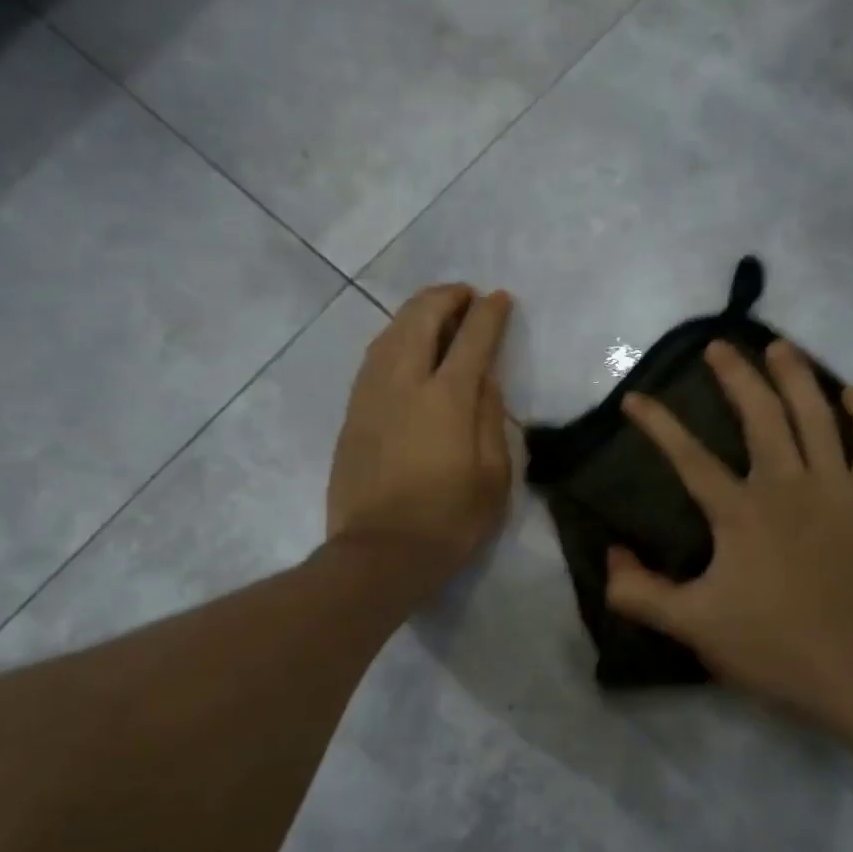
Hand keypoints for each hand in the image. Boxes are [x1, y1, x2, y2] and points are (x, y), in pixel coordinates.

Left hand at [327, 285, 513, 586]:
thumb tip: (485, 379)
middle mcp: (404, 384)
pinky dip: (393, 339)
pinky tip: (404, 346)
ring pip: (389, 333)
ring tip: (436, 312)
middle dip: (446, 297)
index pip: (472, 339)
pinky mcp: (352, 414)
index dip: (489, 314)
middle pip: (421, 319)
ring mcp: (371, 396)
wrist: (379, 555)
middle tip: (466, 296)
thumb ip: (491, 419)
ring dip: (415, 313)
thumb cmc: (449, 522)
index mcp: (446, 399)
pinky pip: (373, 359)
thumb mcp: (493, 477)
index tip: (500, 299)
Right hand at [606, 340, 852, 745]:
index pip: (689, 456)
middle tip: (719, 348)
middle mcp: (788, 484)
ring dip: (795, 375)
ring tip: (778, 347)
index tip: (636, 398)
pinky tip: (851, 394)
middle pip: (760, 414)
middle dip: (735, 375)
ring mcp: (840, 487)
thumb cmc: (774, 646)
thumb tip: (610, 555)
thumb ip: (640, 592)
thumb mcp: (692, 626)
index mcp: (740, 511)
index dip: (658, 424)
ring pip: (817, 414)